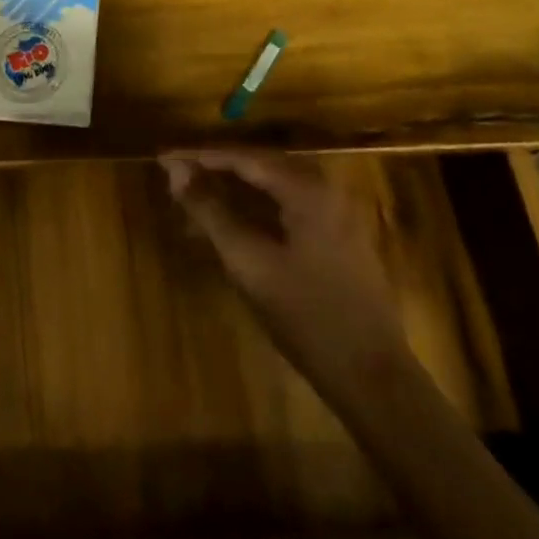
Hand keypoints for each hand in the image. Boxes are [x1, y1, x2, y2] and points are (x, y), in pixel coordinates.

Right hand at [160, 148, 403, 372]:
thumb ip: (211, 212)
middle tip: (176, 177)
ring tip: (194, 202)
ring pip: (272, 189)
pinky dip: (255, 211)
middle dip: (214, 171)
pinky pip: (287, 208)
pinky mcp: (338, 238)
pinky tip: (231, 227)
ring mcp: (336, 214)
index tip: (163, 159)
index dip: (199, 157)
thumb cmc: (308, 317)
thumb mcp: (249, 263)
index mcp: (306, 188)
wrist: (375, 381)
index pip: (243, 158)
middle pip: (258, 167)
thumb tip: (175, 171)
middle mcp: (325, 190)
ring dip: (233, 192)